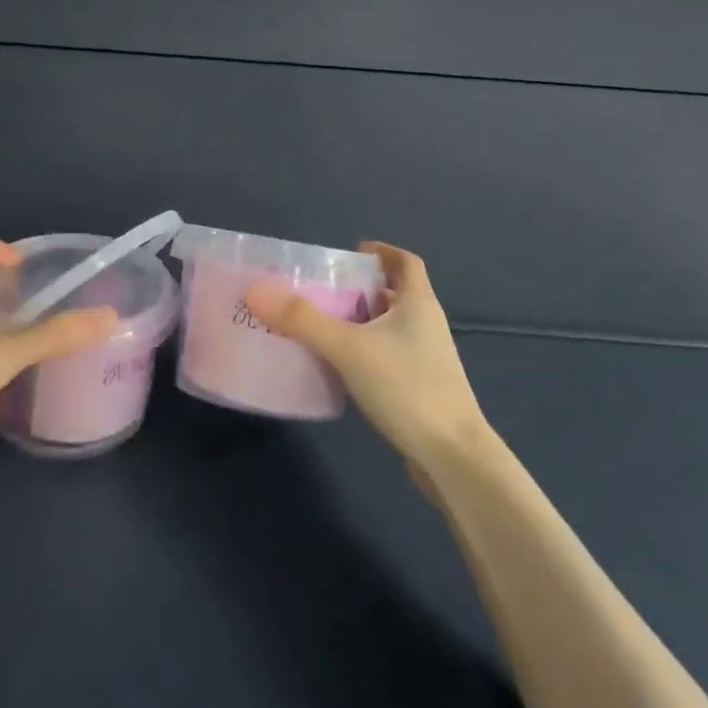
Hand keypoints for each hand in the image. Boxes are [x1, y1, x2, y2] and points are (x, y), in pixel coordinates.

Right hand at [245, 242, 489, 469]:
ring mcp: (426, 359)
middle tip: (320, 290)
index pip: (406, 262)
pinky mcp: (419, 388)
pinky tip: (337, 366)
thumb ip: (302, 319)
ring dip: (359, 322)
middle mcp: (426, 325)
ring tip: (320, 325)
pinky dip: (363, 352)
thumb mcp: (348, 347)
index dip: (382, 252)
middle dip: (360, 288)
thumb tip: (256, 290)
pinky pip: (386, 356)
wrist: (452, 456)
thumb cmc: (407, 387)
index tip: (351, 252)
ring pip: (389, 327)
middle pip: (394, 294)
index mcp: (419, 303)